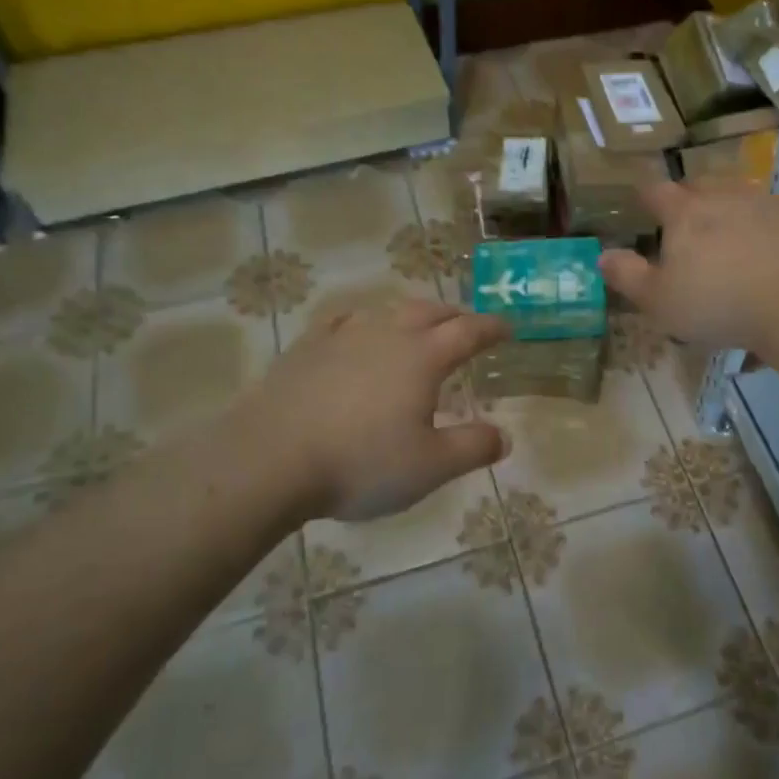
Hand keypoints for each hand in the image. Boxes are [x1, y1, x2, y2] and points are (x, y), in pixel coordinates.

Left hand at [258, 299, 511, 520]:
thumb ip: (472, 447)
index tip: (507, 329)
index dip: (492, 328)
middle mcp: (387, 335)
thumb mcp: (430, 466)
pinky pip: (343, 321)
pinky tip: (357, 328)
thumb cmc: (361, 463)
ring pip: (387, 311)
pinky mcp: (307, 347)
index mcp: (423, 357)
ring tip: (418, 325)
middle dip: (455, 315)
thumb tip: (504, 436)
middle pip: (430, 311)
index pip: (468, 331)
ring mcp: (343, 336)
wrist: (270, 459)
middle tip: (468, 324)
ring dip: (412, 314)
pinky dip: (363, 320)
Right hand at [598, 179, 778, 351]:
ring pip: (735, 192)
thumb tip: (602, 256)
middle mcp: (720, 195)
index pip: (655, 191)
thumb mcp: (658, 301)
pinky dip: (760, 220)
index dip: (646, 197)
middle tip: (685, 222)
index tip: (643, 205)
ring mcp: (760, 201)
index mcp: (682, 212)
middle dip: (687, 198)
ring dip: (725, 205)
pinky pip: (768, 209)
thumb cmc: (715, 303)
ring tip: (725, 229)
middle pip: (697, 185)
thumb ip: (627, 276)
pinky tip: (763, 242)